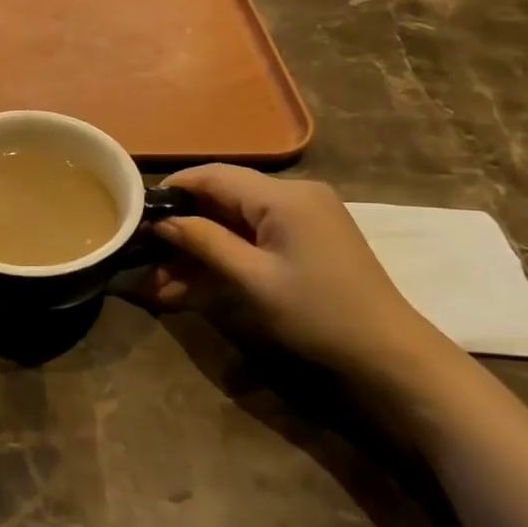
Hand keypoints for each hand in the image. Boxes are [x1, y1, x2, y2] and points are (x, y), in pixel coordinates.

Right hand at [142, 167, 455, 383]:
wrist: (389, 351)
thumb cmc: (318, 313)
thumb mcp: (253, 280)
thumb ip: (204, 242)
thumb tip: (161, 222)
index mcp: (283, 196)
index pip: (213, 175)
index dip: (173, 190)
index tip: (138, 212)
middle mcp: (294, 193)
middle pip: (223, 197)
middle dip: (184, 227)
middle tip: (147, 254)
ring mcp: (304, 215)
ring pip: (236, 220)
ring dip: (201, 247)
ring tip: (162, 280)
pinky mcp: (308, 236)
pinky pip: (255, 235)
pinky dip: (227, 254)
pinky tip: (195, 282)